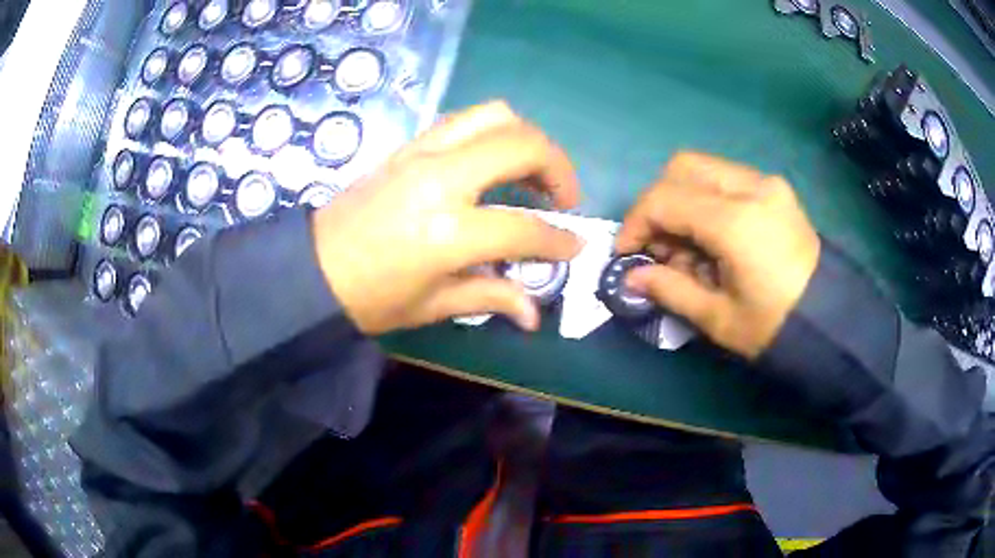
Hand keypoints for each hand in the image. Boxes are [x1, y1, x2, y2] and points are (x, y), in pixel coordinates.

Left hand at [311, 101, 582, 334]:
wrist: (312, 268)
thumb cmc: (370, 298)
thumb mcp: (433, 306)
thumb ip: (491, 298)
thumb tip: (534, 314)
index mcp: (448, 231)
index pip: (525, 227)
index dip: (558, 239)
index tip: (574, 245)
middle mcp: (440, 179)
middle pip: (521, 144)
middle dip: (558, 165)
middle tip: (563, 196)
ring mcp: (422, 153)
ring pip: (494, 115)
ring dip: (527, 137)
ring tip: (533, 170)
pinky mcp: (407, 144)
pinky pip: (464, 119)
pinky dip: (492, 132)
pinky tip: (493, 162)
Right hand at [616, 152, 820, 358]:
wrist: (831, 322)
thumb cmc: (775, 327)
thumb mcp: (718, 318)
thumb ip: (669, 289)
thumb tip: (632, 276)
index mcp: (736, 221)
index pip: (666, 198)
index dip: (636, 222)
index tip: (626, 252)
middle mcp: (752, 188)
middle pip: (683, 167)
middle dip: (658, 203)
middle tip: (657, 244)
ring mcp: (768, 184)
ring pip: (705, 169)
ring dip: (683, 200)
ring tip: (687, 248)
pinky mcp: (776, 190)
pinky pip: (727, 179)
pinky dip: (707, 201)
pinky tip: (713, 238)